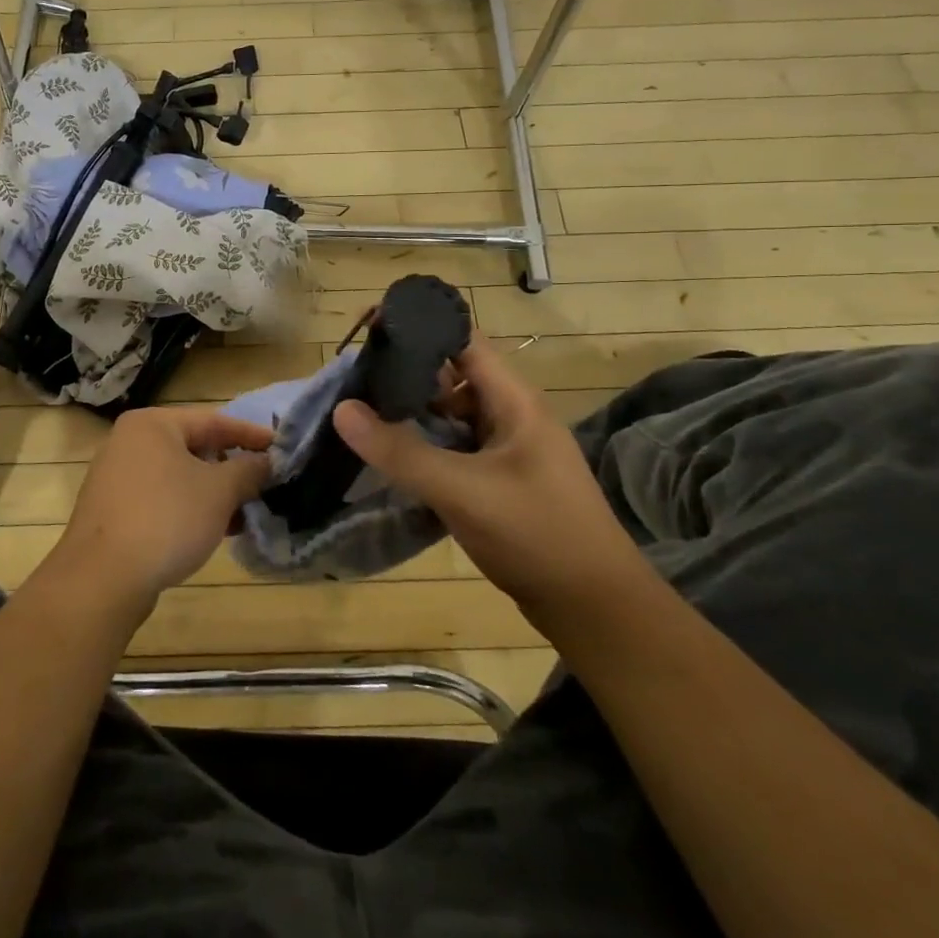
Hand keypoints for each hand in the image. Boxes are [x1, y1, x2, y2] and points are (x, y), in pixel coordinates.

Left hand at [51, 407, 273, 608]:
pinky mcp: (113, 511)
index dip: (250, 435)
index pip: (213, 421)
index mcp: (152, 424)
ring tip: (245, 513)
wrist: (102, 579)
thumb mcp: (219, 491)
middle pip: (194, 447)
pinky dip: (189, 508)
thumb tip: (267, 462)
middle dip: (231, 468)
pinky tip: (215, 531)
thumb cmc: (166, 519)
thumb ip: (248, 470)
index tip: (281, 448)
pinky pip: (161, 499)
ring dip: (213, 493)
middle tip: (264, 484)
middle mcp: (129, 442)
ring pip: (178, 477)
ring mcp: (117, 477)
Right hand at [332, 336, 644, 618]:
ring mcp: (507, 449)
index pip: (463, 342)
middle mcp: (511, 415)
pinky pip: (455, 447)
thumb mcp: (462, 491)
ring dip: (413, 413)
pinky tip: (392, 457)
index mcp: (514, 401)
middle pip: (452, 376)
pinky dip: (424, 445)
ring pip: (451, 415)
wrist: (595, 610)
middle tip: (355, 379)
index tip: (371, 329)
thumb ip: (400, 451)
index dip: (420, 328)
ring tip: (363, 414)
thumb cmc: (537, 535)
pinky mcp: (500, 480)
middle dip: (406, 374)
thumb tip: (342, 410)